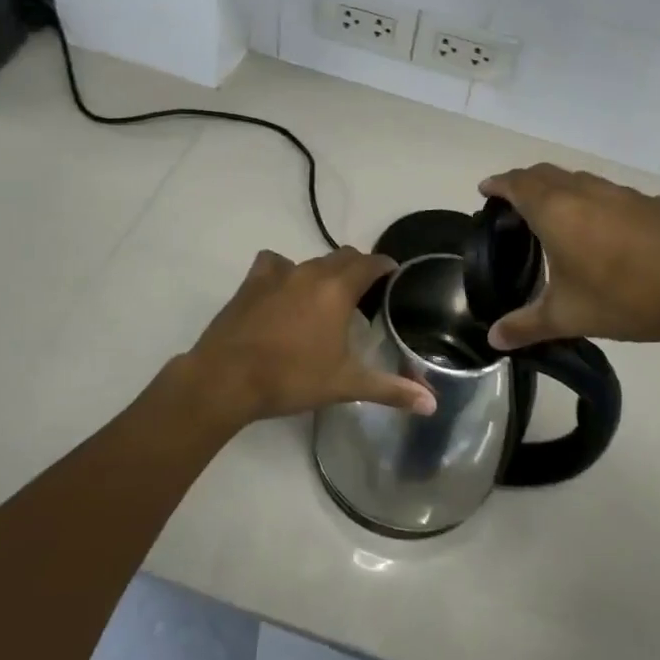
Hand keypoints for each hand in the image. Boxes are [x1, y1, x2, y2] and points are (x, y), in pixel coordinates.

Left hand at [180, 248, 437, 426]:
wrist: (227, 378)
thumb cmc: (291, 378)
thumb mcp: (345, 384)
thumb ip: (390, 389)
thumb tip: (432, 403)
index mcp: (338, 289)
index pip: (371, 263)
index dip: (385, 266)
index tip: (393, 276)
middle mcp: (311, 272)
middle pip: (343, 256)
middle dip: (358, 268)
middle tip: (365, 291)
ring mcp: (278, 273)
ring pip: (311, 261)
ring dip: (325, 272)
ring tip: (327, 296)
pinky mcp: (251, 282)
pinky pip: (275, 264)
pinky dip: (285, 271)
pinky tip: (283, 290)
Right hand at [479, 164, 659, 350]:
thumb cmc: (626, 298)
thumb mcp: (569, 316)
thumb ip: (526, 325)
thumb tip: (492, 339)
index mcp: (556, 210)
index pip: (516, 183)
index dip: (497, 183)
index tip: (485, 190)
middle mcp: (584, 191)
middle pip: (544, 173)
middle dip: (523, 182)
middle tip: (512, 205)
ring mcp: (620, 192)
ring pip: (577, 178)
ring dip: (557, 188)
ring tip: (552, 216)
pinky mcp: (648, 202)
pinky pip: (607, 192)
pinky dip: (590, 200)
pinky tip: (601, 231)